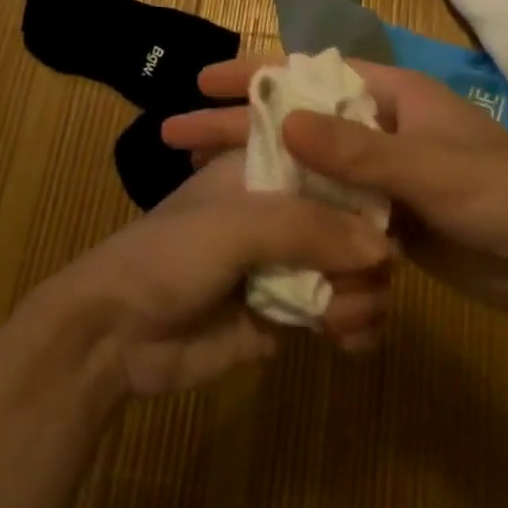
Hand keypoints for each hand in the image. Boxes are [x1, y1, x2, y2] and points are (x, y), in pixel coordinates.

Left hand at [33, 152, 393, 400]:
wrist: (114, 336)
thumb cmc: (169, 254)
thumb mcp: (236, 224)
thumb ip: (309, 228)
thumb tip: (385, 248)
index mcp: (269, 168)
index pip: (335, 164)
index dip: (366, 187)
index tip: (393, 215)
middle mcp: (284, 210)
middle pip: (352, 223)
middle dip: (366, 256)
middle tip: (360, 284)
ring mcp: (286, 263)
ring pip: (352, 271)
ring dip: (361, 296)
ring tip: (340, 320)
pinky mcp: (287, 315)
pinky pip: (338, 315)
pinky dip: (352, 328)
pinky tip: (348, 342)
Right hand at [165, 59, 507, 335]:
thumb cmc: (501, 194)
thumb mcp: (430, 167)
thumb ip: (358, 149)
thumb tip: (284, 120)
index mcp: (390, 95)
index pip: (310, 74)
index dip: (256, 73)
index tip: (204, 79)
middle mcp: (379, 127)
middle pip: (299, 120)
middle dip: (242, 125)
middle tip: (178, 133)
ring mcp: (381, 176)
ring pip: (309, 168)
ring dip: (263, 173)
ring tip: (203, 183)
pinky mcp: (386, 219)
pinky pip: (330, 209)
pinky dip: (297, 215)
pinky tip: (256, 226)